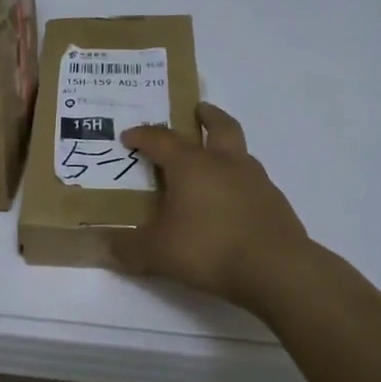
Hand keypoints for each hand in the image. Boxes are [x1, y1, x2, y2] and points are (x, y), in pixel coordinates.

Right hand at [113, 103, 312, 311]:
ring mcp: (256, 181)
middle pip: (220, 126)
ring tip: (214, 163)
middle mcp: (225, 163)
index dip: (143, 135)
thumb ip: (128, 248)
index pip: (162, 139)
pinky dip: (240, 184)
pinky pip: (254, 183)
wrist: (278, 270)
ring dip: (226, 149)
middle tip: (197, 111)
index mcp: (192, 165)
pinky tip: (233, 205)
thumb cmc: (210, 248)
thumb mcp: (158, 252)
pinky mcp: (276, 204)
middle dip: (207, 116)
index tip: (129, 136)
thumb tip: (102, 247)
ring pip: (240, 152)